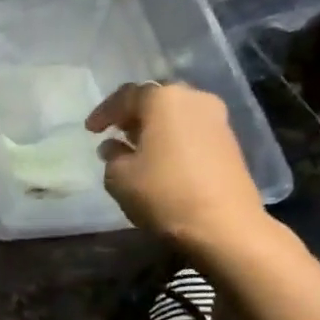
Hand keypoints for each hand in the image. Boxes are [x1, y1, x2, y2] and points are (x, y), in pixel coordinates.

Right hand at [87, 81, 269, 254]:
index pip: (126, 95)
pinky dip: (172, 138)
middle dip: (133, 114)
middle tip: (115, 132)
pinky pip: (191, 130)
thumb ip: (112, 156)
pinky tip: (161, 159)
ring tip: (136, 148)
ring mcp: (217, 118)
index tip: (90, 130)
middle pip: (156, 99)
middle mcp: (194, 98)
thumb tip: (114, 146)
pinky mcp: (229, 141)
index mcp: (164, 99)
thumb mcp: (119, 177)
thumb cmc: (163, 193)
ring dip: (154, 127)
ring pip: (176, 114)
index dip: (104, 112)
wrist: (222, 224)